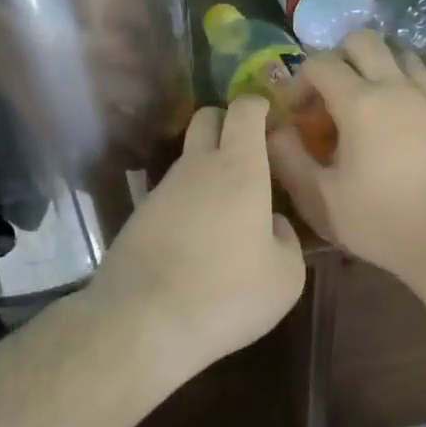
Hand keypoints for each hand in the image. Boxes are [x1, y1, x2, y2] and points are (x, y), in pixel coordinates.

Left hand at [86, 96, 307, 372]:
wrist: (145, 321)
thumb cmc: (228, 293)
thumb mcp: (285, 276)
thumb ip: (285, 238)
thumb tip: (271, 223)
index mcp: (239, 168)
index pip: (244, 111)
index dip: (257, 105)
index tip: (270, 117)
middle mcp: (197, 167)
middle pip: (206, 118)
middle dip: (226, 122)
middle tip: (248, 153)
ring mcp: (163, 189)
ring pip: (188, 159)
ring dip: (206, 169)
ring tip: (227, 210)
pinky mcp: (139, 215)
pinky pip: (171, 194)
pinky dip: (187, 203)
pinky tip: (196, 239)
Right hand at [267, 31, 425, 282]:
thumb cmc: (380, 220)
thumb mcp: (320, 197)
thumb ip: (288, 158)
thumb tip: (274, 129)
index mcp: (360, 102)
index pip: (320, 62)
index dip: (299, 81)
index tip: (296, 113)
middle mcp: (395, 87)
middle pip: (362, 40)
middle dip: (337, 58)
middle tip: (328, 96)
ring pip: (398, 53)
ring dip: (373, 65)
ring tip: (362, 102)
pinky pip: (419, 81)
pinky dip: (399, 86)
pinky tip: (393, 125)